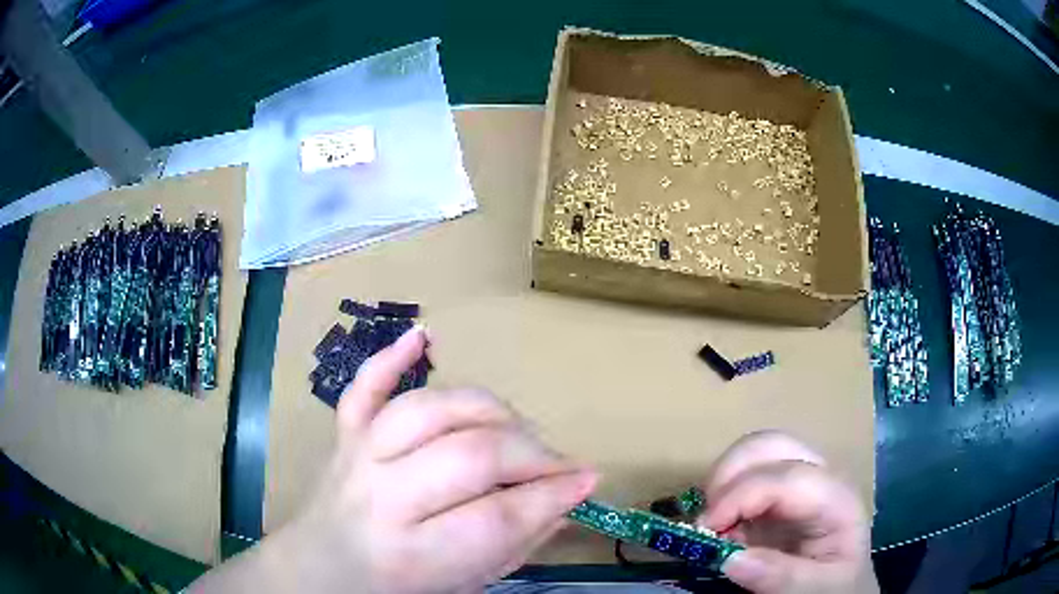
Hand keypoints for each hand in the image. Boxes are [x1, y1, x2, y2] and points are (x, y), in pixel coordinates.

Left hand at [259, 326, 596, 593]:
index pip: (497, 517)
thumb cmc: (399, 590)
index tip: (587, 480)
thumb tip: (570, 495)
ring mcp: (357, 457)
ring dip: (487, 411)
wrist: (321, 571)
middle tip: (556, 464)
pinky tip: (422, 336)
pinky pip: (365, 388)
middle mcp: (381, 499)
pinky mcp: (344, 434)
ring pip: (429, 410)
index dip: (551, 494)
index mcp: (412, 555)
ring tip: (515, 429)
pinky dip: (391, 359)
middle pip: (469, 454)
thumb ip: (520, 542)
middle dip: (530, 454)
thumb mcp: (469, 584)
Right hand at [699, 431, 876, 593]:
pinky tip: (723, 525)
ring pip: (756, 450)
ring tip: (714, 523)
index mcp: (836, 498)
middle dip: (729, 473)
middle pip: (771, 444)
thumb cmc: (837, 587)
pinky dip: (725, 492)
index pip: (785, 478)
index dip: (740, 496)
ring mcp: (799, 481)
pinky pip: (748, 474)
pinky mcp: (781, 494)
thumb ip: (781, 577)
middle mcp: (819, 477)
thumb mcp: (818, 589)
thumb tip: (730, 559)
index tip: (705, 530)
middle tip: (706, 519)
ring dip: (725, 480)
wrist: (845, 587)